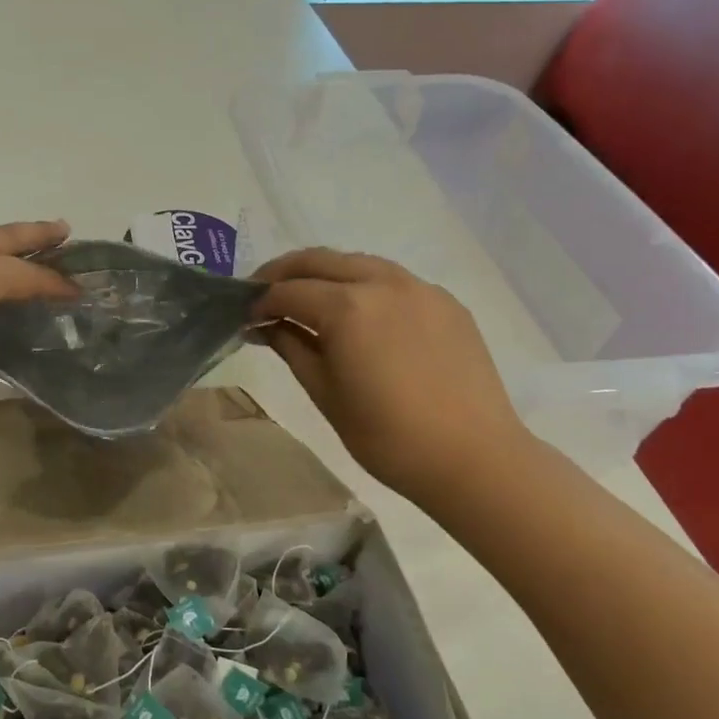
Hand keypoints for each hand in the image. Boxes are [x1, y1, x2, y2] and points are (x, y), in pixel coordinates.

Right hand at [254, 248, 531, 509]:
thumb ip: (292, 347)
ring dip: (325, 274)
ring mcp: (419, 288)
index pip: (289, 291)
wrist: (472, 457)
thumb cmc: (387, 436)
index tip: (246, 319)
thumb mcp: (325, 393)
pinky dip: (364, 286)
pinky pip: (393, 280)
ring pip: (359, 263)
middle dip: (285, 273)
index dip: (261, 303)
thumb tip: (267, 326)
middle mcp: (383, 283)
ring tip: (308, 299)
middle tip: (264, 294)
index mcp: (347, 307)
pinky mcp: (446, 302)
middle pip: (321, 260)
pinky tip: (360, 314)